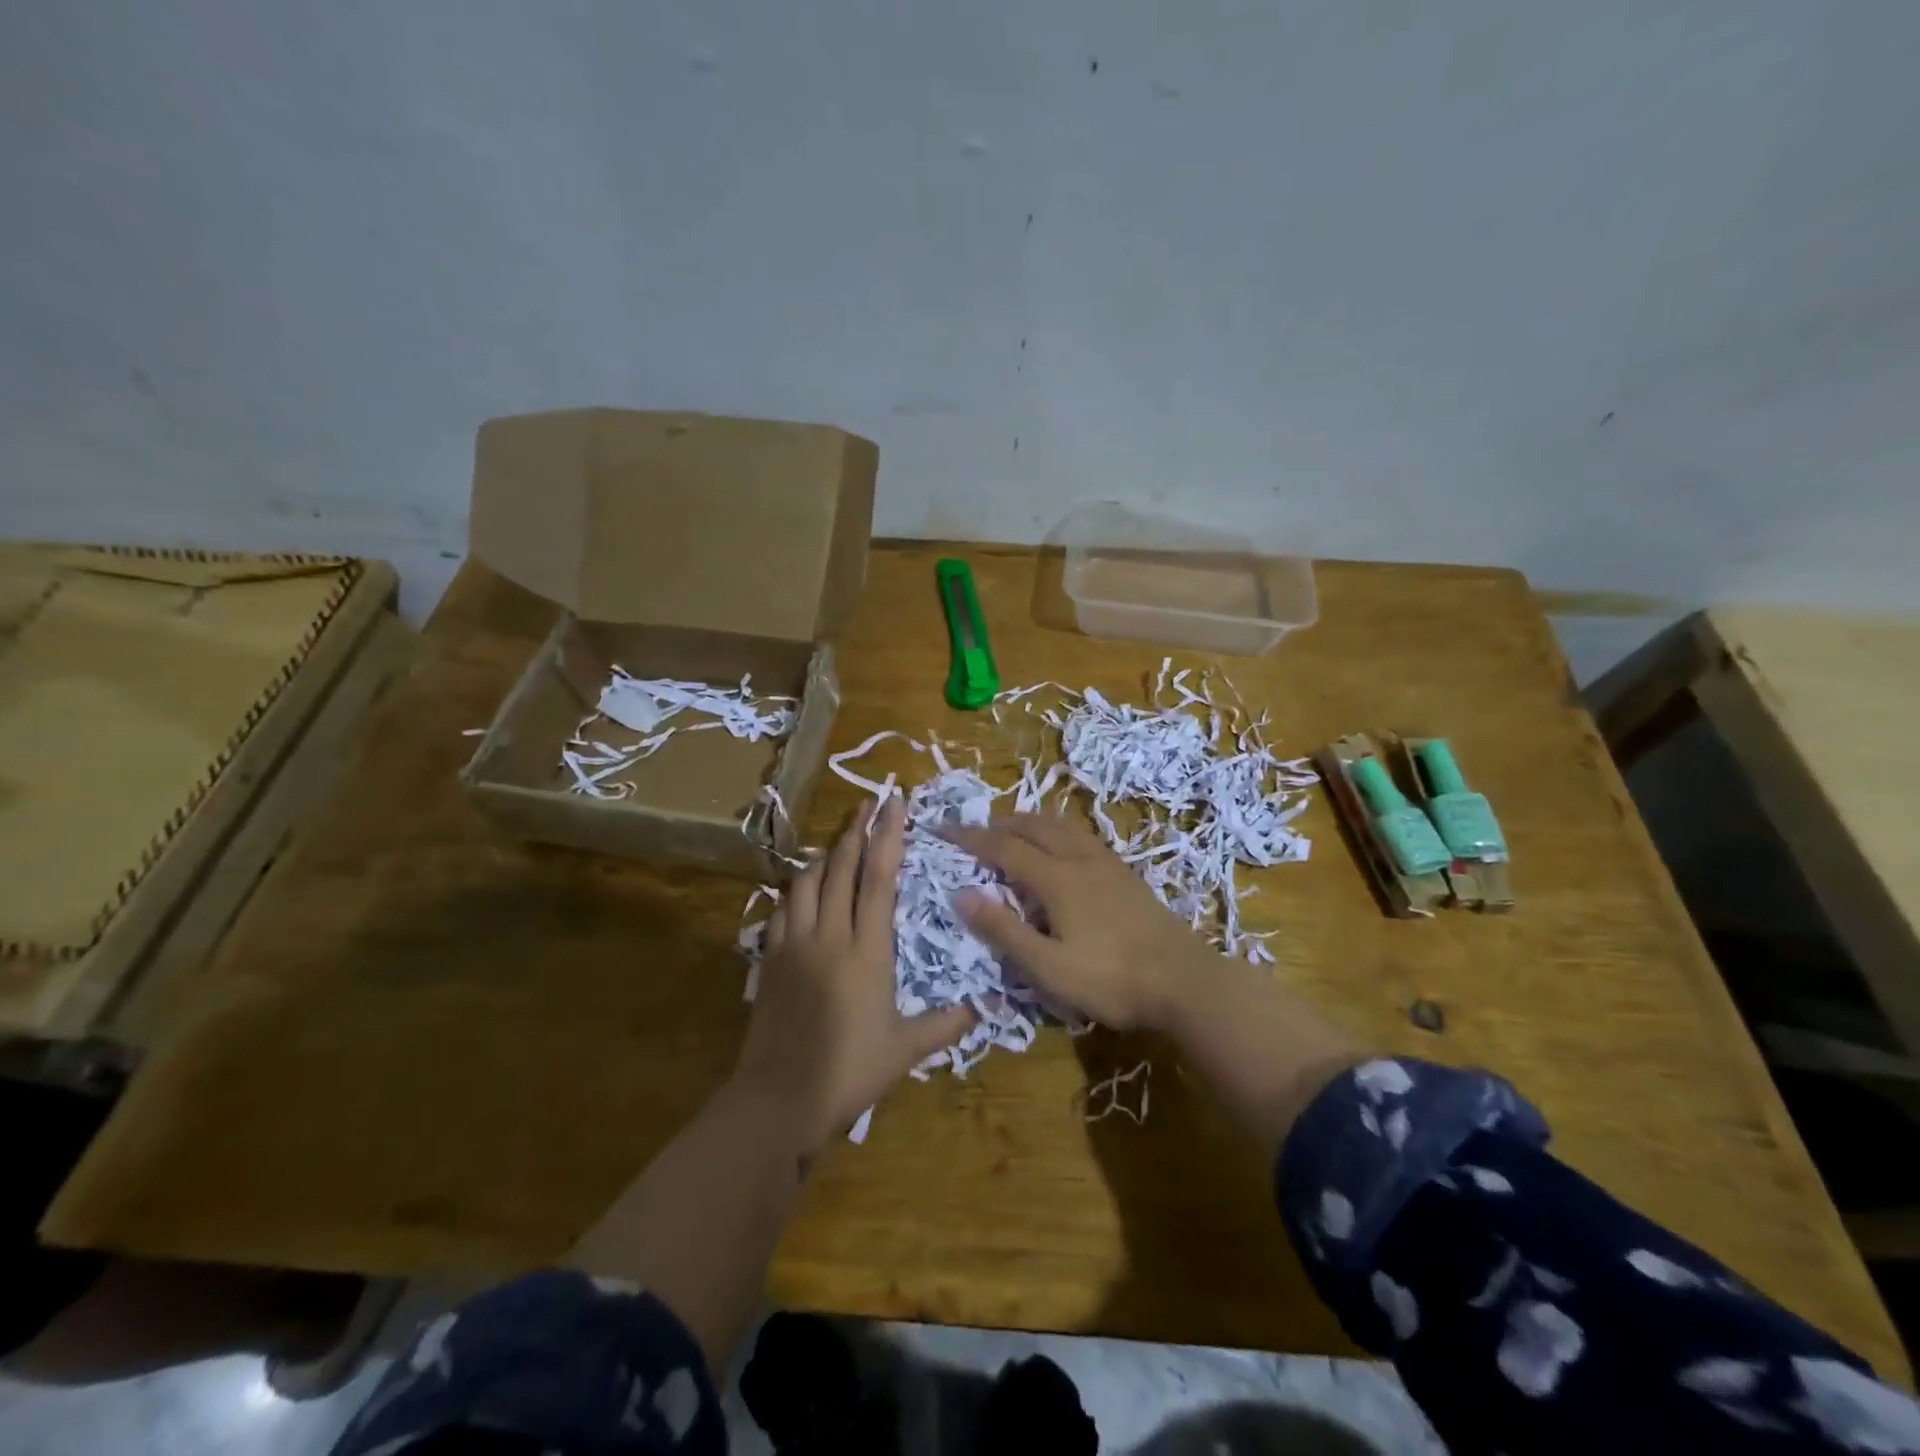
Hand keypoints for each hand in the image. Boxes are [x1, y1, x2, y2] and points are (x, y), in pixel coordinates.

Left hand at [733, 797, 974, 1147]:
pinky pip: (781, 909)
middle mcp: (828, 935)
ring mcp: (793, 944)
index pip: (879, 878)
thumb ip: (945, 1025)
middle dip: (856, 831)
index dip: (887, 836)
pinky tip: (802, 891)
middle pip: (840, 867)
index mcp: (866, 949)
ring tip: (838, 842)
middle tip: (867, 803)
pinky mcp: (769, 959)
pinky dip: (795, 890)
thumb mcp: (904, 1050)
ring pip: (806, 882)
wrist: (778, 1099)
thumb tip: (983, 1007)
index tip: (893, 803)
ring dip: (824, 855)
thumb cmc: (848, 1071)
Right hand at [944, 813, 1218, 1032]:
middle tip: (978, 832)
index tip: (944, 831)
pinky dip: (1056, 833)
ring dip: (1031, 823)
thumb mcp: (1048, 967)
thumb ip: (1003, 931)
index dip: (971, 838)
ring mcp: (1108, 864)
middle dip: (1001, 824)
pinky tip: (1062, 853)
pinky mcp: (1127, 875)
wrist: (1186, 982)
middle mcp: (1080, 859)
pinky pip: (1081, 837)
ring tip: (1014, 833)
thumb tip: (960, 894)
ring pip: (1062, 827)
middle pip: (1035, 826)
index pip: (1004, 847)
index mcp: (1057, 878)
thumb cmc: (1111, 979)